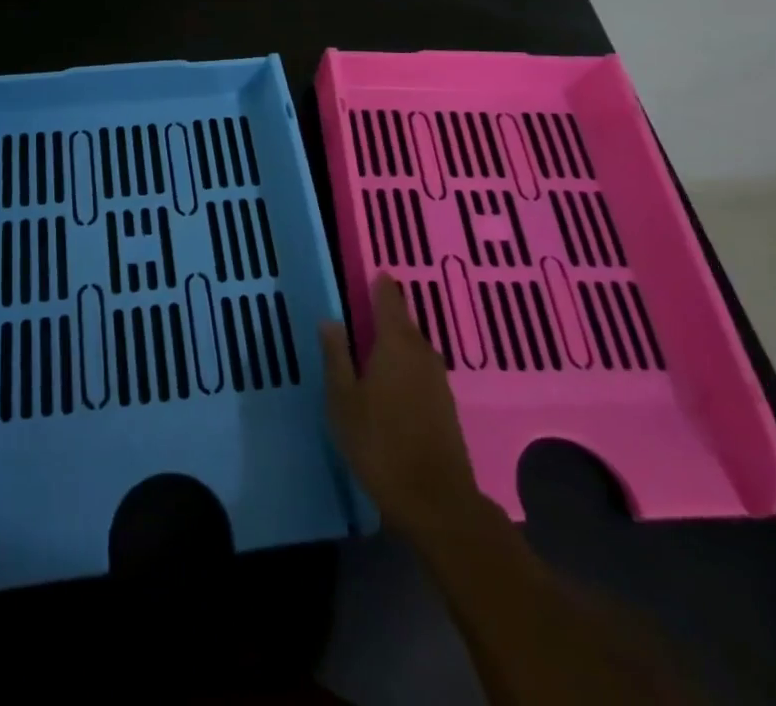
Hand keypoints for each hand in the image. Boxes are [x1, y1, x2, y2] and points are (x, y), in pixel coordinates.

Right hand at [320, 273, 483, 545]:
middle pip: (403, 322)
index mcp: (395, 342)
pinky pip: (420, 368)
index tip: (368, 275)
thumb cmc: (380, 443)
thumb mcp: (343, 399)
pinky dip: (405, 365)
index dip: (379, 284)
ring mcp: (437, 378)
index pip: (388, 298)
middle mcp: (421, 351)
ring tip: (370, 346)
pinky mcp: (445, 403)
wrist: (436, 501)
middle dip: (384, 314)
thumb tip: (330, 319)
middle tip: (360, 312)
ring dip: (394, 342)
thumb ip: (336, 356)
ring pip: (413, 346)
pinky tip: (390, 380)